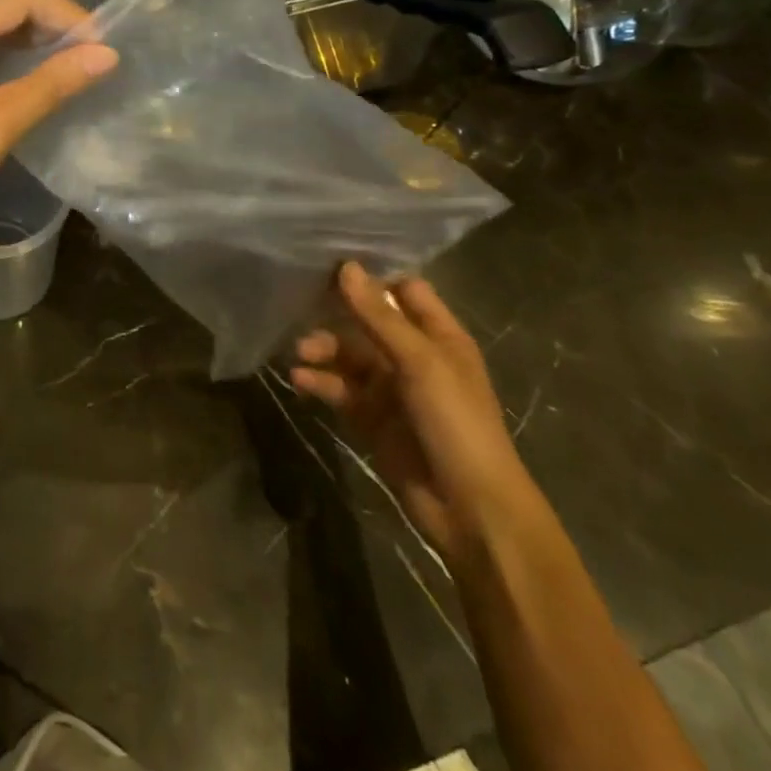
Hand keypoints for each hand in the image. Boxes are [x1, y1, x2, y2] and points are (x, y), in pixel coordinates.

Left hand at [0, 0, 116, 261]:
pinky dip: (5, 55)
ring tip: (73, 67)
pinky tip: (30, 77)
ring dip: (31, 39)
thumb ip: (49, 85)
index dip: (69, 15)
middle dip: (53, 24)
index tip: (104, 49)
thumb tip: (106, 54)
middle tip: (94, 59)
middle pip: (4, 3)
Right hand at [290, 263, 545, 575]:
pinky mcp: (372, 418)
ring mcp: (392, 389)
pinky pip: (341, 390)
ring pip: (350, 356)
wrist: (471, 510)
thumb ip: (379, 315)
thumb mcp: (420, 362)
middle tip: (298, 303)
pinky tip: (300, 380)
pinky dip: (321, 382)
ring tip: (300, 352)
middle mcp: (415, 357)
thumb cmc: (456, 423)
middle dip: (336, 314)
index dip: (373, 276)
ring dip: (325, 350)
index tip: (330, 260)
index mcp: (439, 337)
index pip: (405, 290)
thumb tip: (346, 266)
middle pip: (368, 321)